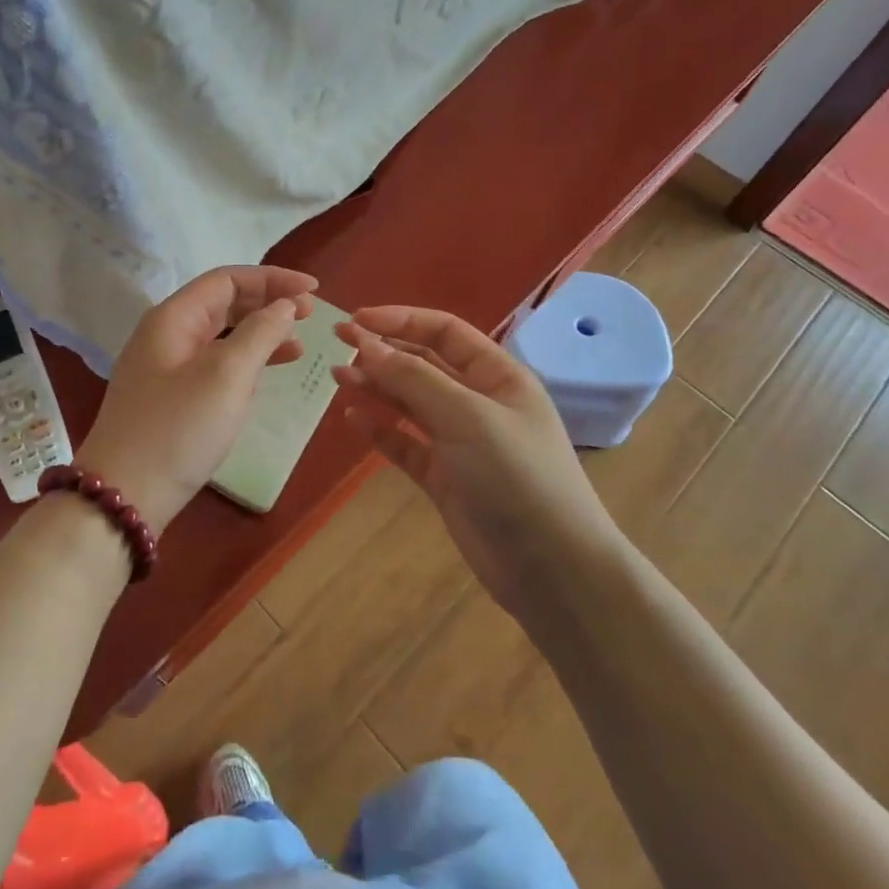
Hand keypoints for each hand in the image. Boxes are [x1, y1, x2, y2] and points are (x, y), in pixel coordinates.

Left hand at [76, 266, 318, 532]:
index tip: (313, 291)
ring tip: (298, 346)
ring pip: (221, 335)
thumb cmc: (178, 429)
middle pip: (224, 303)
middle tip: (310, 315)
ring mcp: (166, 367)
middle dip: (268, 304)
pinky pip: (214, 364)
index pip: (228, 280)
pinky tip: (266, 376)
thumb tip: (283, 305)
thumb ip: (259, 333)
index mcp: (174, 317)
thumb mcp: (226, 375)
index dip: (273, 279)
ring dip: (260, 334)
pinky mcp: (171, 397)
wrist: (124, 496)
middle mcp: (167, 334)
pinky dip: (244, 363)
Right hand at [332, 306, 621, 609]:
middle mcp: (478, 401)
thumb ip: (414, 379)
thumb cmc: (517, 475)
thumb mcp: (467, 416)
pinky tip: (353, 418)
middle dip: (382, 351)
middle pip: (423, 364)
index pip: (444, 332)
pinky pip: (405, 443)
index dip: (400, 321)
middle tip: (337, 344)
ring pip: (410, 403)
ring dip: (376, 387)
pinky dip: (380, 430)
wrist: (551, 568)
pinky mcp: (444, 477)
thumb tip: (365, 342)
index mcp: (497, 375)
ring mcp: (460, 441)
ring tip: (337, 377)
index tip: (356, 320)